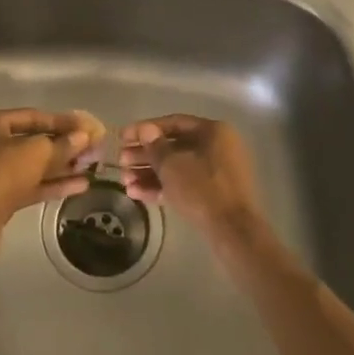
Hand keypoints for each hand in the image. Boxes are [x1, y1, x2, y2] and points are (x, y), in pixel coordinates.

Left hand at [0, 108, 104, 262]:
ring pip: (33, 165)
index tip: (88, 127)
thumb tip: (83, 136)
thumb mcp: (36, 152)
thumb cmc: (0, 174)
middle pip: (33, 141)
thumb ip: (62, 143)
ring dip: (62, 166)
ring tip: (91, 167)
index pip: (33, 116)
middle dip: (64, 146)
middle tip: (93, 148)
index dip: (63, 121)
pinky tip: (81, 185)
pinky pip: (30, 185)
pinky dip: (53, 184)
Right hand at [117, 115, 263, 246]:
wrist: (232, 231)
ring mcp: (217, 172)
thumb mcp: (172, 165)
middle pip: (174, 146)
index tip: (122, 137)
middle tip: (121, 161)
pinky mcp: (213, 194)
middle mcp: (218, 147)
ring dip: (149, 173)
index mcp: (213, 131)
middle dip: (145, 155)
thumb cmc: (201, 188)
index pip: (173, 123)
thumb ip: (155, 146)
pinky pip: (185, 184)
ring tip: (124, 181)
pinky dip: (162, 187)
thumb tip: (145, 130)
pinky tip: (136, 193)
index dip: (145, 129)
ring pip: (177, 167)